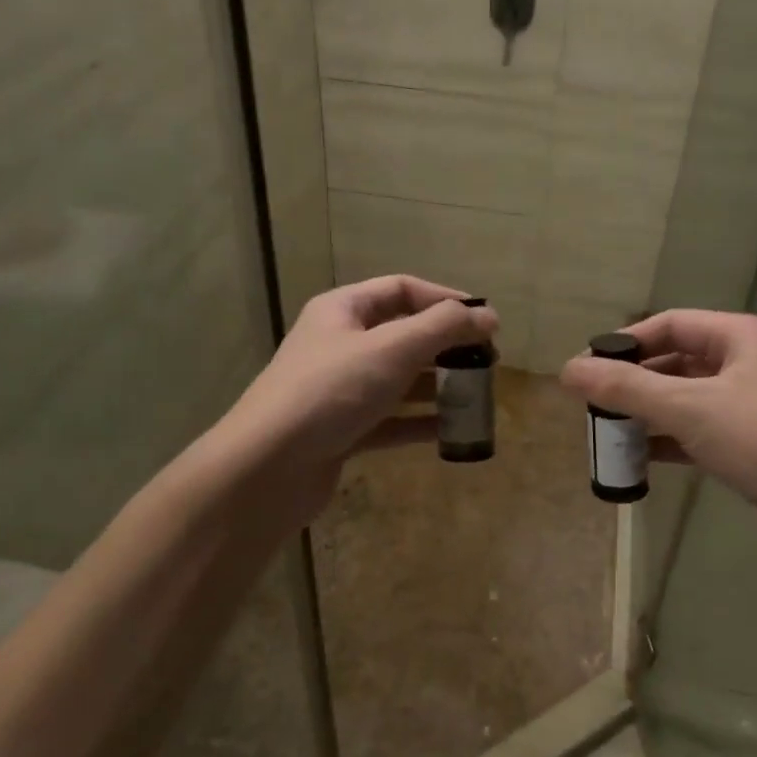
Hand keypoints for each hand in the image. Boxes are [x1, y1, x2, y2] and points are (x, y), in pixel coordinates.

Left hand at [214, 275, 497, 522]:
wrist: (268, 467)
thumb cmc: (331, 391)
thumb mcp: (392, 348)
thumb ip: (443, 328)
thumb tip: (489, 316)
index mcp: (343, 311)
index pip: (401, 289)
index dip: (445, 299)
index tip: (484, 320)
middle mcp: (340, 345)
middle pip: (402, 335)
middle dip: (446, 346)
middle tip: (488, 362)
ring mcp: (340, 390)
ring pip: (399, 380)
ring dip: (437, 386)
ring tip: (477, 396)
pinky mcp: (343, 431)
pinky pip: (391, 420)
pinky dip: (420, 422)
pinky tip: (451, 431)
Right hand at [559, 310, 756, 568]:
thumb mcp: (688, 408)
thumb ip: (626, 388)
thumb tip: (566, 370)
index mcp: (744, 336)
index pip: (672, 323)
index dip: (627, 342)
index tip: (588, 367)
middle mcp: (752, 363)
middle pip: (678, 361)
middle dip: (635, 382)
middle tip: (593, 404)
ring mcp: (756, 406)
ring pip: (688, 399)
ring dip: (649, 413)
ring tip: (608, 432)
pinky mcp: (756, 446)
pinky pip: (701, 431)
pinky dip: (670, 441)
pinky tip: (640, 459)